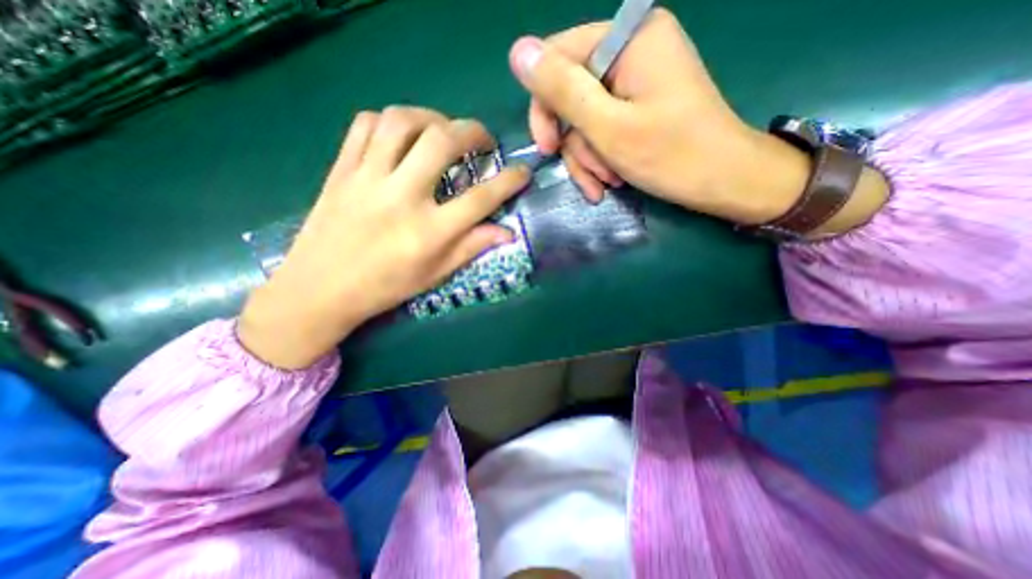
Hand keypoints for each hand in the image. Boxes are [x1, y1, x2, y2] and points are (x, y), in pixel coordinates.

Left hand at [241, 105, 532, 368]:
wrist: (320, 289)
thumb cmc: (385, 287)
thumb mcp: (435, 273)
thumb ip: (472, 247)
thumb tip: (508, 232)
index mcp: (429, 232)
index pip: (480, 199)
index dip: (509, 182)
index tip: (523, 172)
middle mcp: (402, 197)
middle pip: (443, 142)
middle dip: (473, 131)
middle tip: (483, 140)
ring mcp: (367, 178)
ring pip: (403, 121)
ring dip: (433, 117)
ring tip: (444, 130)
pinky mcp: (342, 169)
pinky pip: (366, 125)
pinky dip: (391, 121)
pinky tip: (403, 136)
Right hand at [507, 8, 813, 225]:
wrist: (723, 182)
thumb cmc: (671, 156)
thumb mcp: (608, 127)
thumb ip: (562, 90)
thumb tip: (517, 51)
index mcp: (627, 39)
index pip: (557, 59)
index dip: (544, 108)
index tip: (548, 150)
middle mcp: (630, 50)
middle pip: (571, 95)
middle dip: (575, 144)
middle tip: (590, 176)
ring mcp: (636, 80)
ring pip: (584, 120)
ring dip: (589, 159)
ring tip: (606, 184)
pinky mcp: (639, 105)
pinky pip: (602, 129)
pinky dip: (601, 159)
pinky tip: (610, 182)